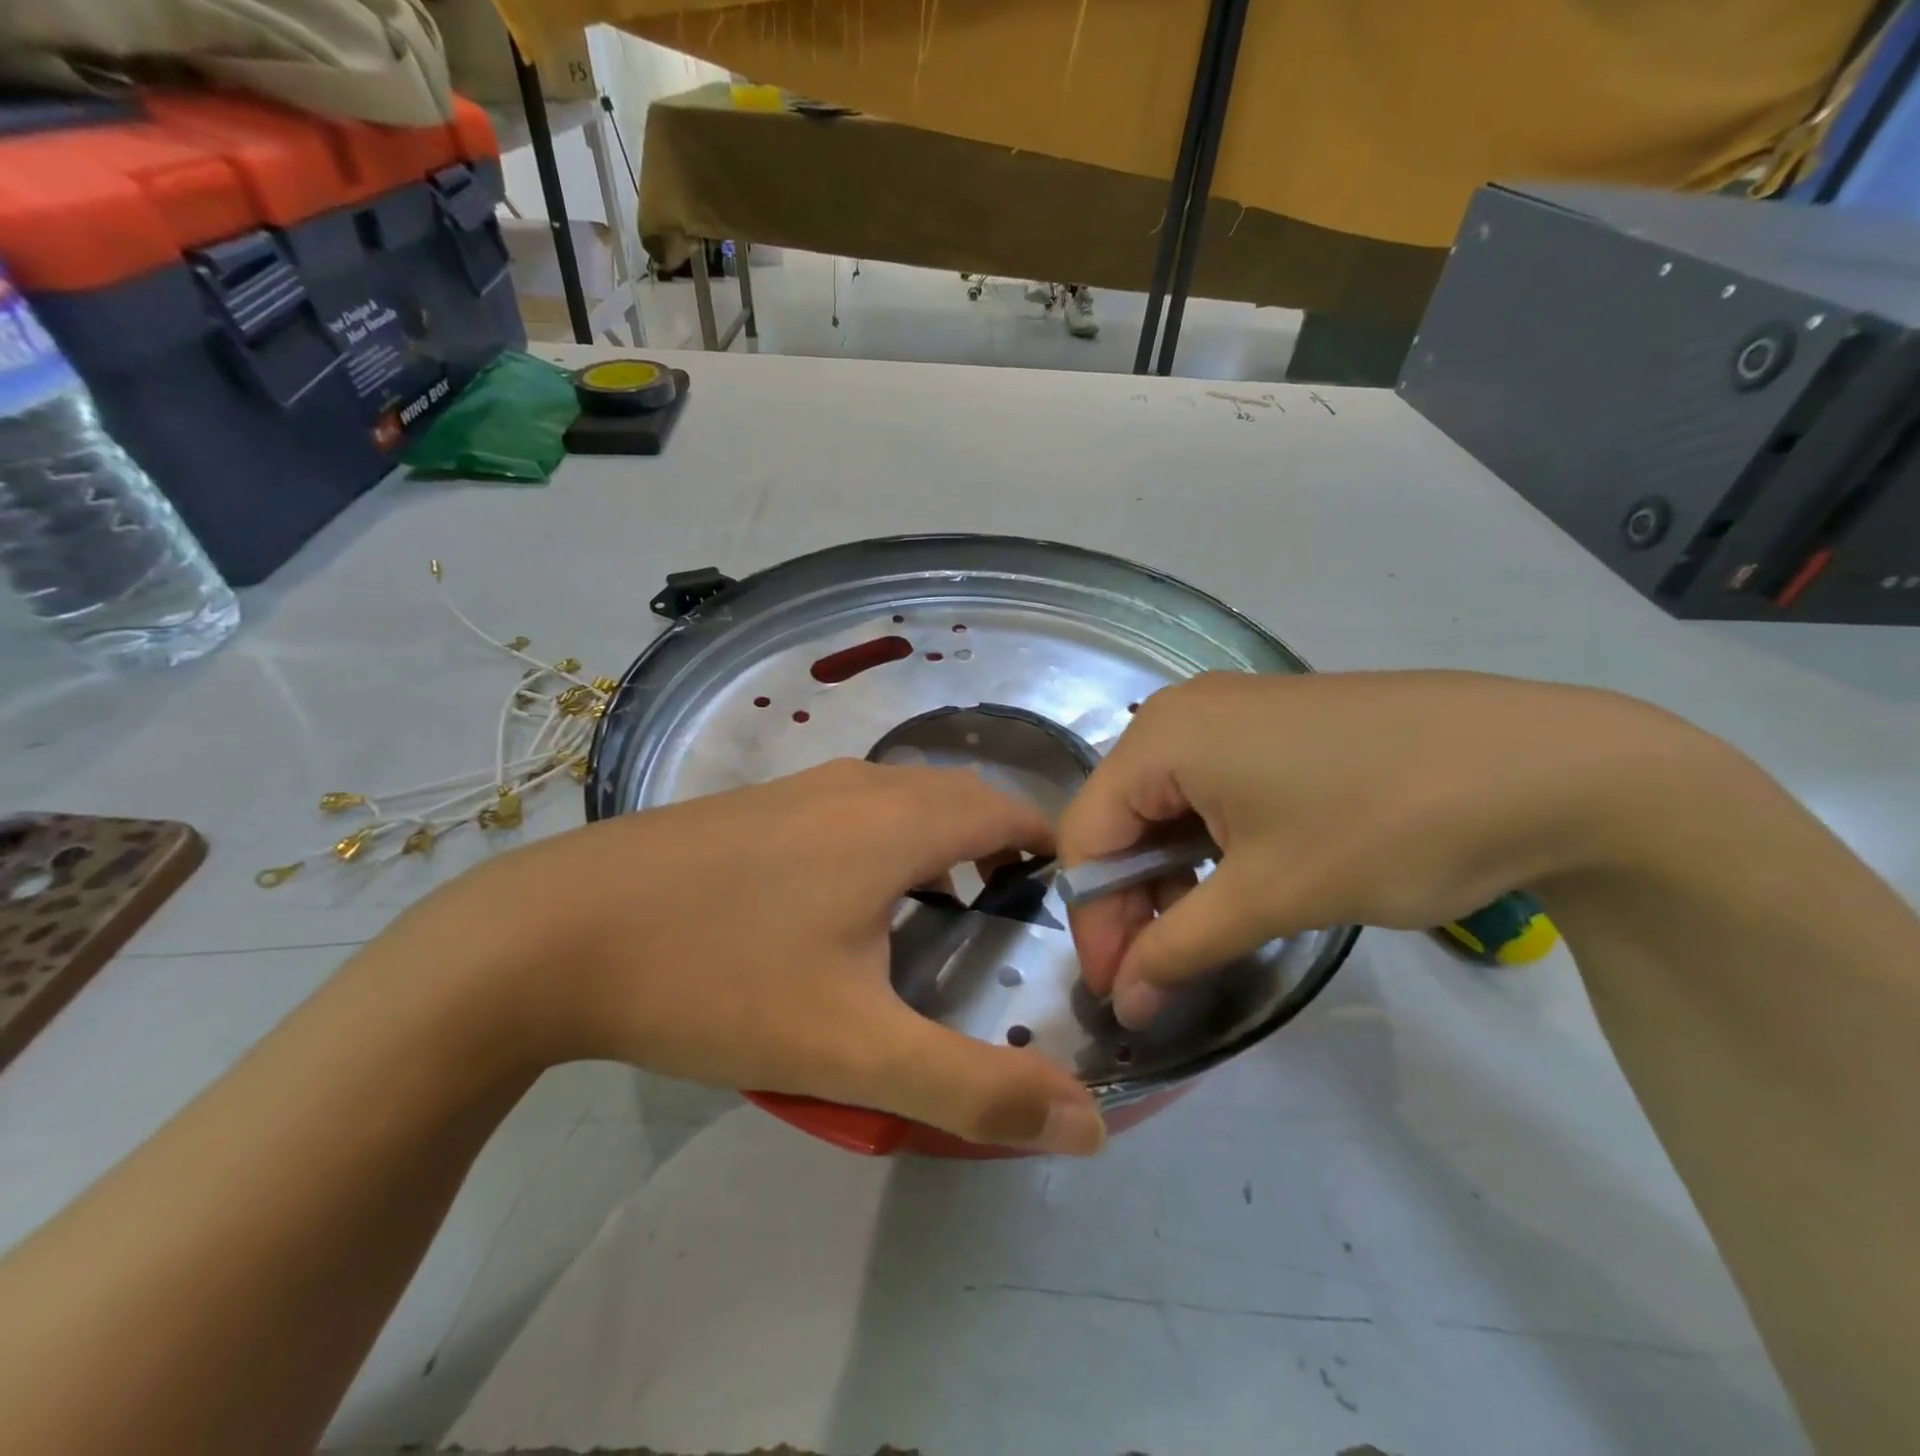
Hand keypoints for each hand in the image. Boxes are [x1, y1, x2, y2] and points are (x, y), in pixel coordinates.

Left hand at [421, 760, 1105, 1154]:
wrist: (548, 935)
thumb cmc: (716, 980)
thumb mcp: (853, 1051)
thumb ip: (974, 1089)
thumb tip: (1087, 1124)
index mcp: (897, 822)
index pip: (1009, 811)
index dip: (1051, 849)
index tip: (1068, 904)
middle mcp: (858, 786)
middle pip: (960, 798)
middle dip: (1002, 845)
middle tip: (1015, 917)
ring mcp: (799, 789)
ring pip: (903, 800)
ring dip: (942, 842)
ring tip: (947, 912)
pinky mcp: (755, 806)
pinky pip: (853, 810)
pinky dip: (887, 842)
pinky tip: (852, 905)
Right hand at [1058, 670, 1691, 1026]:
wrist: (1546, 766)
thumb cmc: (1386, 826)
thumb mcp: (1270, 895)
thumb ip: (1179, 948)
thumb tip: (1123, 1003)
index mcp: (1162, 736)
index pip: (1088, 835)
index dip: (1094, 919)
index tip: (1120, 990)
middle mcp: (1181, 711)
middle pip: (1121, 816)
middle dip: (1130, 900)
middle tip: (1158, 973)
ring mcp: (1229, 711)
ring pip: (1164, 804)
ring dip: (1169, 875)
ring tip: (1202, 933)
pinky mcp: (1272, 724)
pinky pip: (1208, 787)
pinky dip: (1206, 843)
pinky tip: (1235, 881)